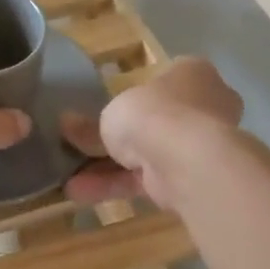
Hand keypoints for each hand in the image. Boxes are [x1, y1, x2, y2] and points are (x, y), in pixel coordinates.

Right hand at [62, 57, 243, 208]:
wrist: (187, 160)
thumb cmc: (153, 114)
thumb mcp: (111, 114)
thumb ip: (90, 125)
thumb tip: (67, 125)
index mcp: (192, 74)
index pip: (164, 80)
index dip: (136, 95)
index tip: (109, 108)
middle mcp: (202, 107)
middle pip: (154, 123)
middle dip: (118, 140)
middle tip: (83, 148)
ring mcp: (197, 146)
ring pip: (146, 156)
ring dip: (107, 169)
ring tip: (68, 180)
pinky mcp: (187, 179)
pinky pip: (145, 180)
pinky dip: (114, 186)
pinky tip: (79, 194)